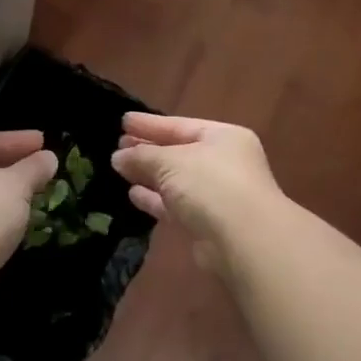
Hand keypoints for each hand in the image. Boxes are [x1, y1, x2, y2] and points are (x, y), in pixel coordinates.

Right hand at [110, 113, 284, 270]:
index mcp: (223, 138)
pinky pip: (175, 205)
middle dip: (148, 149)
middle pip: (178, 152)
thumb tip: (118, 157)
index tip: (124, 121)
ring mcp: (216, 195)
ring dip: (149, 175)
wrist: (243, 240)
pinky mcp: (206, 223)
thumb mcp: (170, 161)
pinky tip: (133, 194)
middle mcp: (223, 163)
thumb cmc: (210, 184)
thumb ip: (141, 156)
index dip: (150, 124)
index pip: (180, 125)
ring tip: (119, 168)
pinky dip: (155, 199)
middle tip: (117, 144)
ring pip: (175, 180)